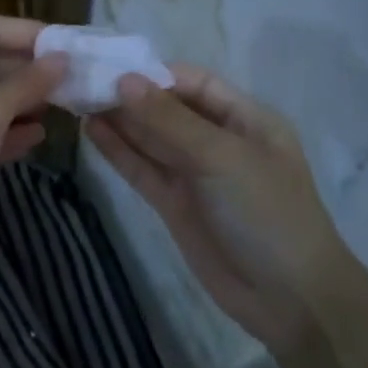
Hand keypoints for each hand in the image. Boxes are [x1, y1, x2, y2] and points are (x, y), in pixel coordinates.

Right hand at [87, 66, 353, 352]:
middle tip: (83, 81)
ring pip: (151, 138)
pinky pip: (143, 169)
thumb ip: (169, 120)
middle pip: (168, 108)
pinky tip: (91, 131)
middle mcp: (218, 140)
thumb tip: (124, 81)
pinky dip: (119, 151)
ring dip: (119, 120)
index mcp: (245, 119)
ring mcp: (195, 174)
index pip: (194, 83)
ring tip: (78, 100)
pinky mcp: (175, 204)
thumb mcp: (222, 157)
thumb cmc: (266, 212)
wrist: (290, 301)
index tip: (112, 66)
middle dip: (130, 95)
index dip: (155, 74)